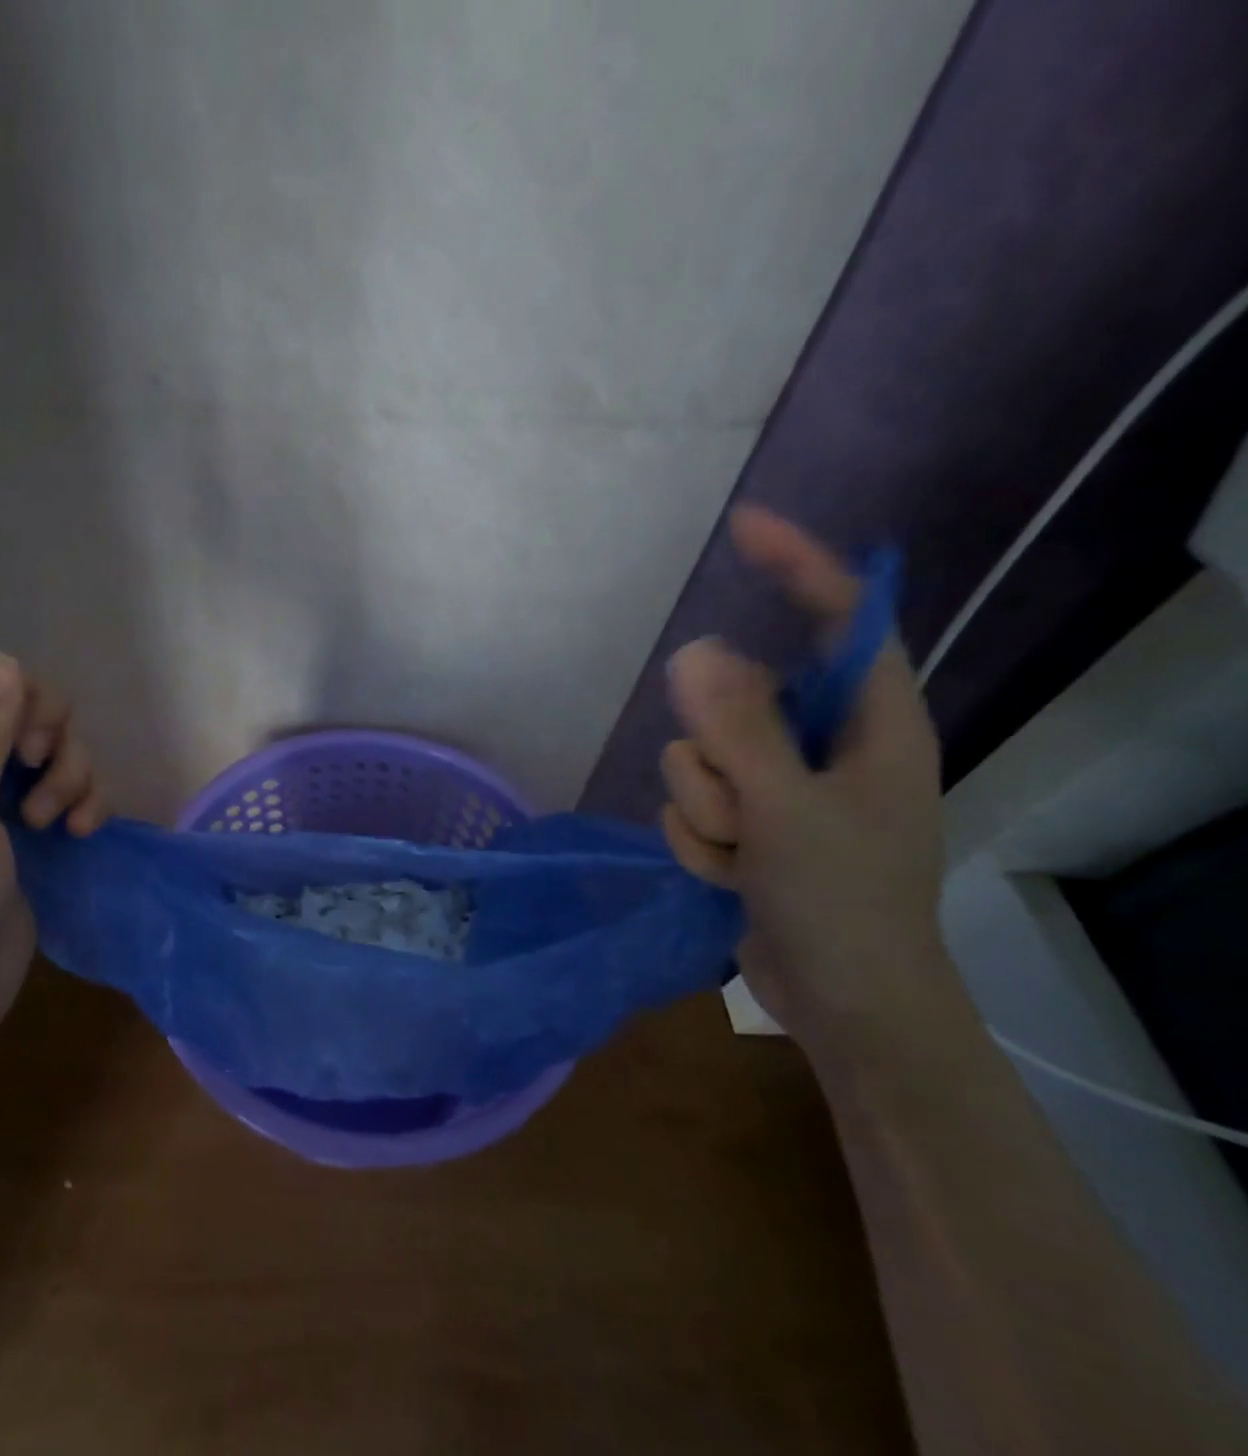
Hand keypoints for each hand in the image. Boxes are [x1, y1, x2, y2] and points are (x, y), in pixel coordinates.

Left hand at [0, 579, 107, 1050]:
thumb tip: (10, 665)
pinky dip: (83, 795)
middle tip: (40, 759)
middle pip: (1, 689)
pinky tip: (81, 829)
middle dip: (38, 711)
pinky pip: (67, 783)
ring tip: (56, 816)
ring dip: (68, 764)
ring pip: (44, 737)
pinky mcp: (28, 826)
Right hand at [659, 507, 955, 1061]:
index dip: (798, 566)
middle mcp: (823, 745)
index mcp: (871, 726)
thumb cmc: (844, 904)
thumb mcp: (788, 811)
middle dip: (715, 755)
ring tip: (741, 856)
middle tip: (742, 808)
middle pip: (734, 699)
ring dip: (702, 809)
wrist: (843, 1003)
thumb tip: (693, 650)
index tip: (744, 528)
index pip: (840, 620)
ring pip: (697, 757)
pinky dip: (698, 840)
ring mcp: (778, 785)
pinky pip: (689, 802)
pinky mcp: (746, 821)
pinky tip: (731, 875)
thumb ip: (740, 730)